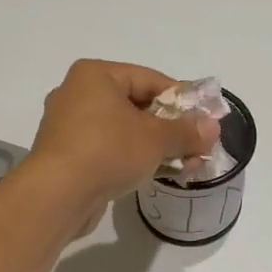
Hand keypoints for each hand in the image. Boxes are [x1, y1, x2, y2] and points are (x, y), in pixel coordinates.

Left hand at [27, 59, 220, 230]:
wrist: (58, 195)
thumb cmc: (108, 151)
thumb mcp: (156, 139)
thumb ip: (187, 131)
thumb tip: (213, 127)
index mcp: (96, 75)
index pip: (150, 79)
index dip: (182, 99)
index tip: (204, 120)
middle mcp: (78, 94)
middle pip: (137, 105)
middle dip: (170, 127)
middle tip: (197, 145)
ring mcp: (69, 127)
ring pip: (123, 130)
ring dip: (155, 146)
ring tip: (183, 164)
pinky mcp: (67, 156)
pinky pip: (108, 150)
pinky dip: (132, 158)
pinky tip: (153, 174)